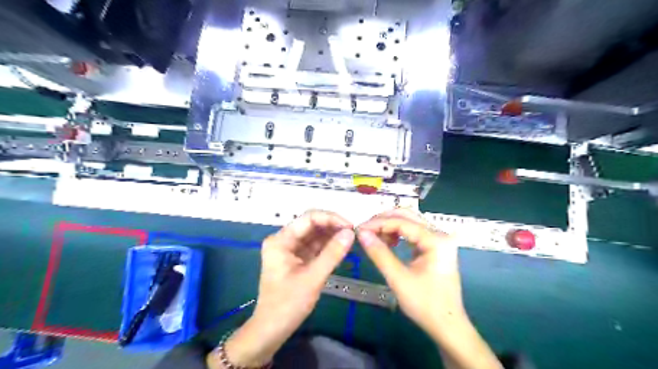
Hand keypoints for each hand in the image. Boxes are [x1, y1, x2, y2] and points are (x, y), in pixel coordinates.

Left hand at [211, 209, 353, 366]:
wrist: (272, 329)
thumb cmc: (288, 304)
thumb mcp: (313, 278)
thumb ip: (332, 254)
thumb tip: (351, 233)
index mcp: (281, 240)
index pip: (308, 218)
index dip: (331, 218)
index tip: (350, 226)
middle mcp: (284, 240)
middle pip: (311, 225)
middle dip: (332, 226)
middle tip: (354, 233)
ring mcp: (290, 249)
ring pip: (315, 235)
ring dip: (332, 236)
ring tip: (351, 239)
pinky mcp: (297, 259)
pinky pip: (315, 247)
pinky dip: (328, 246)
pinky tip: (341, 247)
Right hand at [358, 211, 464, 339]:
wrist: (447, 325)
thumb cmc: (425, 304)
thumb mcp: (398, 279)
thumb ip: (379, 253)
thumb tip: (361, 233)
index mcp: (436, 240)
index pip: (402, 222)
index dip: (378, 223)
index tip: (359, 229)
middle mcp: (439, 234)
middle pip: (407, 216)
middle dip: (383, 220)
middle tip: (364, 230)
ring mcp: (438, 240)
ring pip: (409, 222)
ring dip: (389, 226)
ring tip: (373, 236)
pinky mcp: (434, 247)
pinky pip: (412, 232)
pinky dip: (397, 234)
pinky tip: (387, 242)